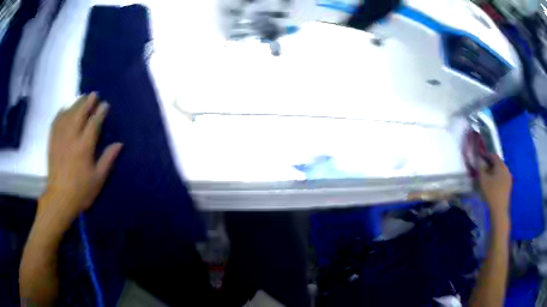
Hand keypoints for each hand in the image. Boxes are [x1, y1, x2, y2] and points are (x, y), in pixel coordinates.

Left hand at [40, 93, 121, 224]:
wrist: (59, 199)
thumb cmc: (81, 191)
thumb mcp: (98, 179)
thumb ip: (107, 159)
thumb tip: (119, 144)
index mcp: (84, 147)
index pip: (94, 123)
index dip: (100, 112)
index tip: (105, 105)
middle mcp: (72, 137)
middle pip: (80, 113)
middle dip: (88, 102)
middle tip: (94, 94)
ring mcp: (60, 138)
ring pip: (68, 114)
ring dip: (76, 104)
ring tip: (81, 98)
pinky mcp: (52, 141)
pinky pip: (56, 121)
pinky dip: (61, 112)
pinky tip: (65, 109)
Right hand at [479, 153, 511, 218]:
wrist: (499, 210)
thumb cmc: (491, 193)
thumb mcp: (483, 180)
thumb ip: (480, 169)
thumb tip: (479, 161)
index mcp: (501, 165)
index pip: (493, 155)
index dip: (486, 155)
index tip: (479, 157)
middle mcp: (506, 168)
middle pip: (497, 162)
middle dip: (490, 163)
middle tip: (483, 167)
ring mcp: (508, 177)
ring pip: (500, 170)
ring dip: (494, 170)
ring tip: (488, 176)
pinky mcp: (509, 185)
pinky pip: (502, 176)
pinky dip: (497, 176)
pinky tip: (493, 183)